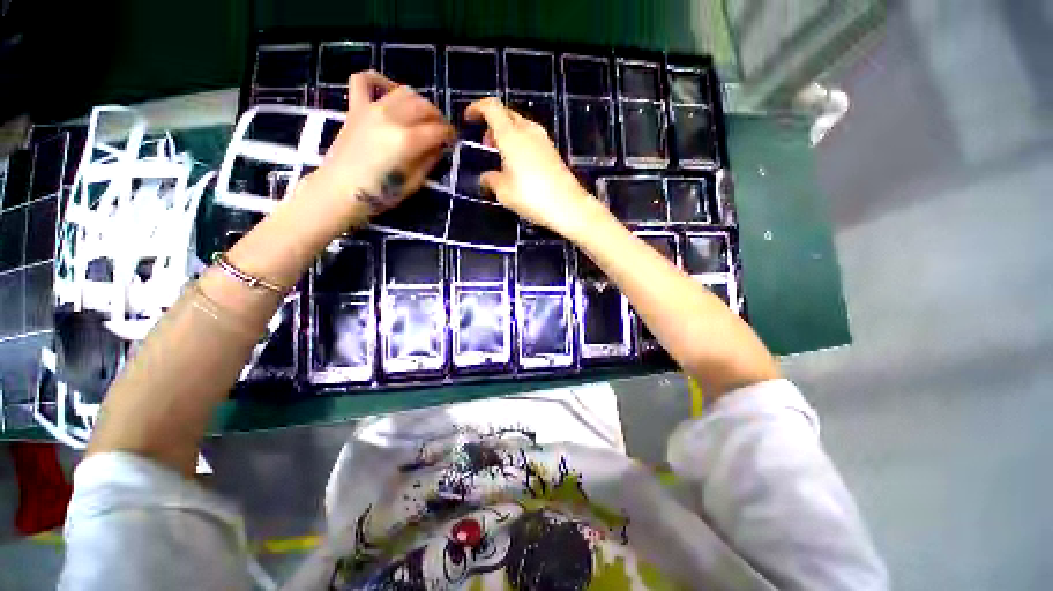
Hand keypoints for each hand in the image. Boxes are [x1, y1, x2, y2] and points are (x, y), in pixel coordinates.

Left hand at [308, 71, 454, 220]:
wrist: (339, 191)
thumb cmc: (379, 194)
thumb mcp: (414, 183)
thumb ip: (429, 161)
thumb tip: (440, 146)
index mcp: (407, 141)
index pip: (438, 130)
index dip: (450, 135)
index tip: (453, 141)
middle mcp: (392, 118)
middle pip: (424, 107)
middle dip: (438, 117)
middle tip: (440, 130)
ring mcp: (371, 109)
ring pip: (404, 92)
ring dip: (419, 101)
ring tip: (422, 116)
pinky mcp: (355, 107)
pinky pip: (364, 81)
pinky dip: (379, 80)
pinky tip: (389, 91)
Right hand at [466, 98, 604, 236]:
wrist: (568, 205)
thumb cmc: (531, 196)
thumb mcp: (503, 191)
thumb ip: (490, 180)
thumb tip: (486, 177)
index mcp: (511, 135)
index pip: (492, 107)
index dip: (477, 108)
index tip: (468, 118)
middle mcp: (528, 131)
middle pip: (507, 114)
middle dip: (492, 123)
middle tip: (485, 143)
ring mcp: (543, 140)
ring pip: (520, 126)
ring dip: (506, 135)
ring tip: (500, 155)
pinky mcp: (553, 151)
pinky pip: (530, 138)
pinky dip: (519, 143)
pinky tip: (517, 164)